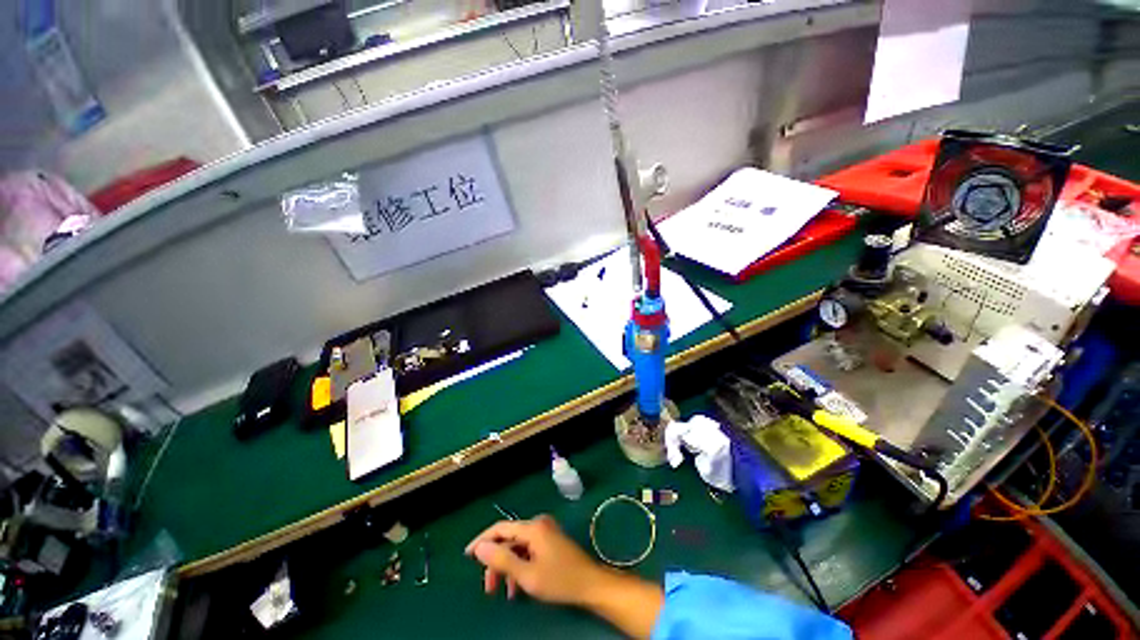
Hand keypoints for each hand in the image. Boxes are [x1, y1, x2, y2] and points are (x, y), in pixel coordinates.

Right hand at [465, 514, 604, 604]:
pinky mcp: (551, 541)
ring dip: (508, 567)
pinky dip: (520, 566)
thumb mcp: (527, 575)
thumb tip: (479, 547)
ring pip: (518, 547)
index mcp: (533, 527)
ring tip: (502, 592)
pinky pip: (528, 550)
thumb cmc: (559, 580)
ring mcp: (546, 531)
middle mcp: (539, 524)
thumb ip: (502, 560)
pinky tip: (517, 587)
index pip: (501, 528)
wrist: (590, 584)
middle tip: (488, 588)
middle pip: (509, 539)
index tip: (467, 556)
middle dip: (496, 562)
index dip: (482, 540)